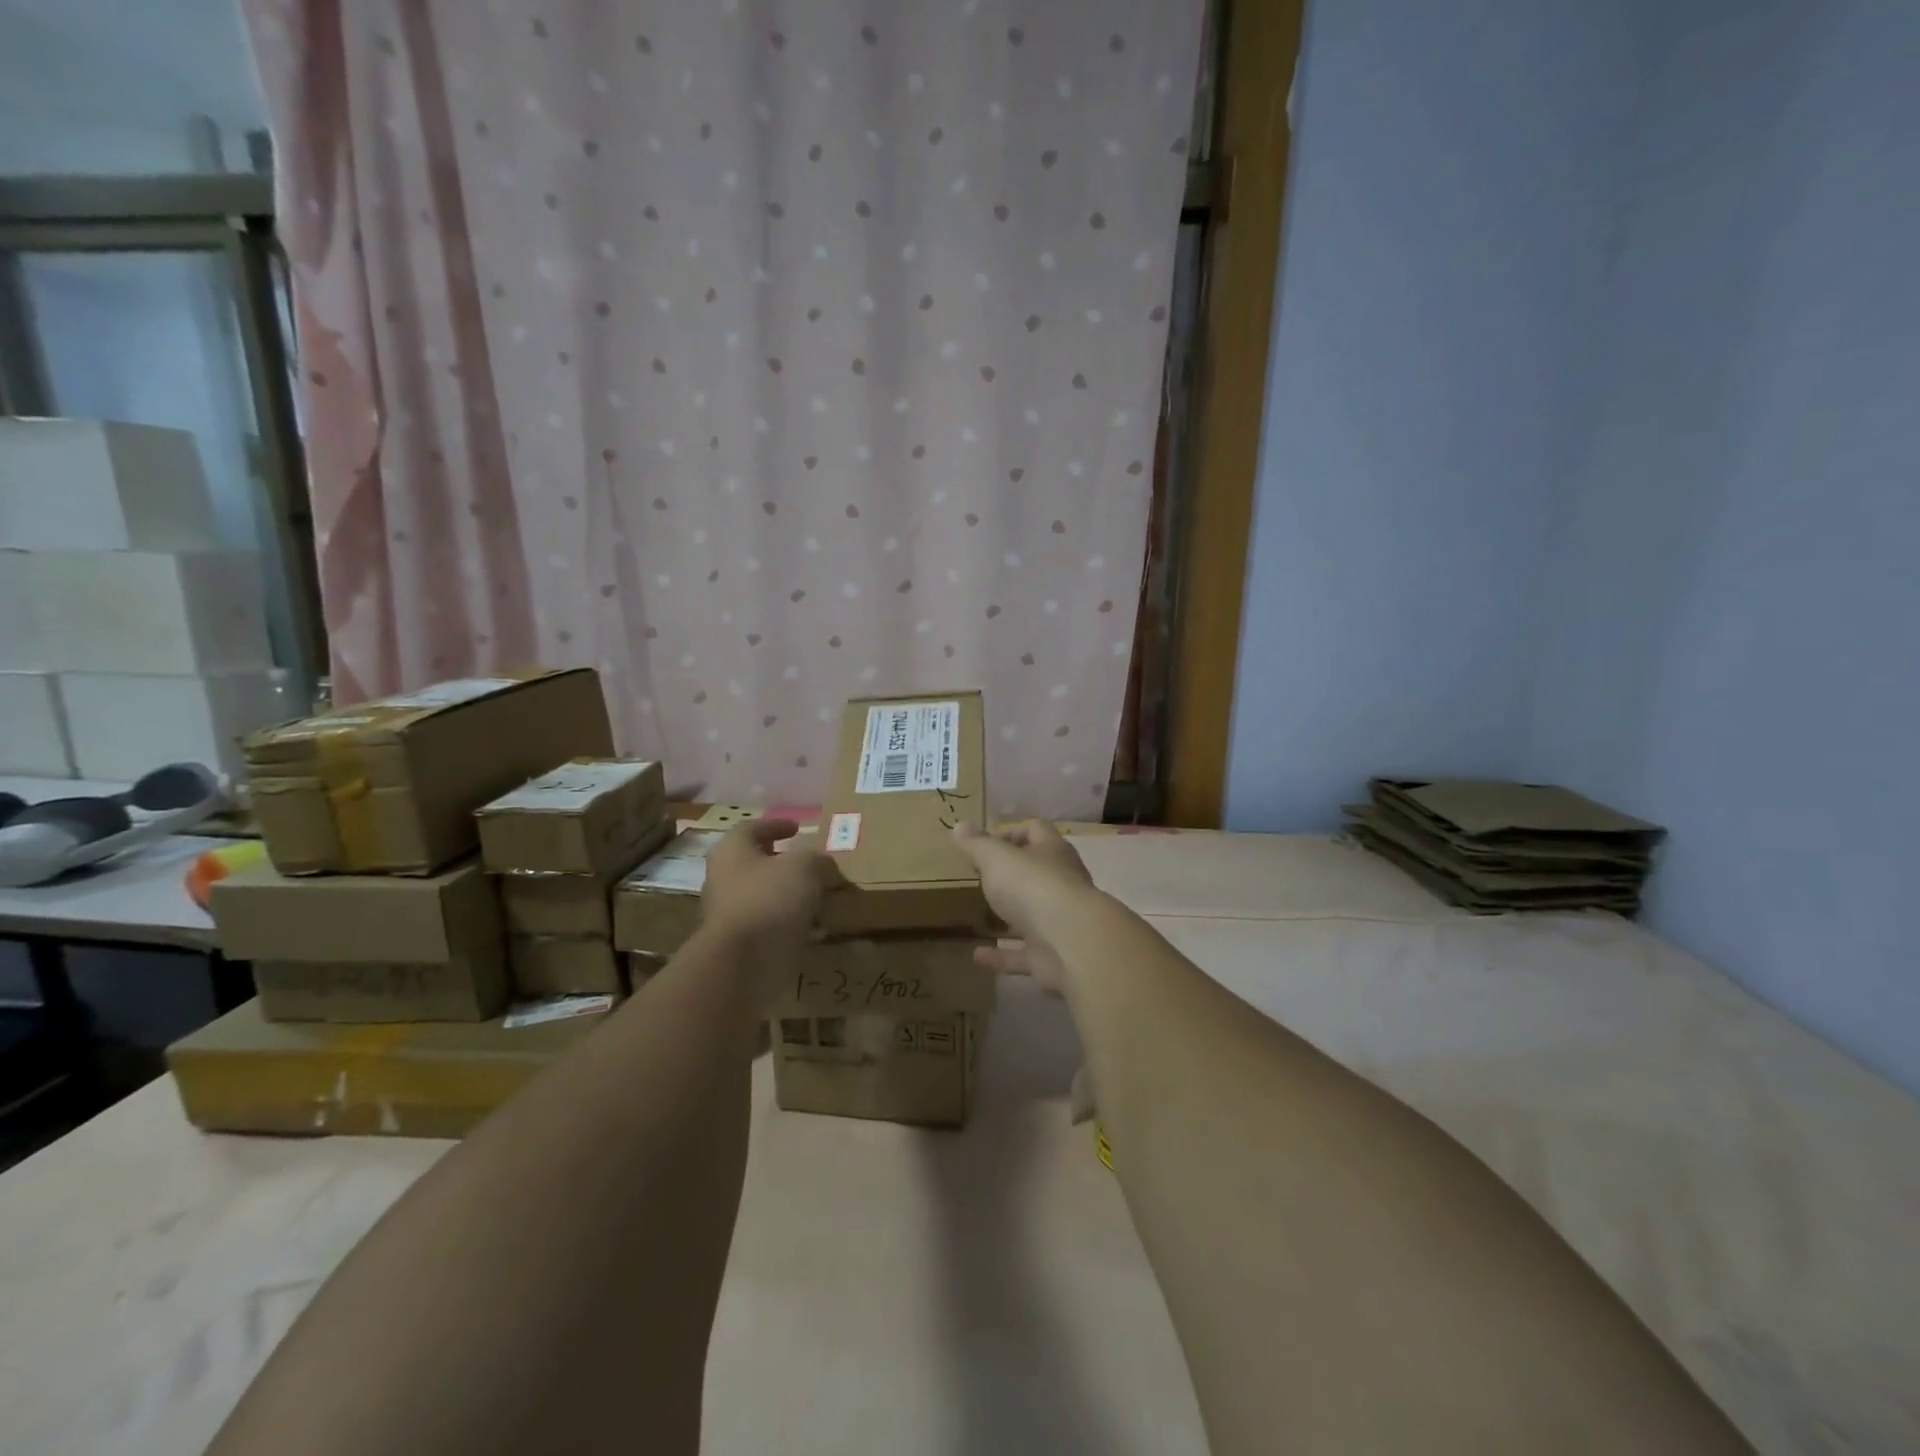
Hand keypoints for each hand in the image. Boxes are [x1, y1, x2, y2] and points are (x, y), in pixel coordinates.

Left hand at [702, 820, 837, 998]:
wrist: (744, 962)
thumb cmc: (770, 898)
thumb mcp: (805, 866)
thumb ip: (818, 860)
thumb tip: (825, 868)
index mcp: (732, 852)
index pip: (751, 828)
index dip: (776, 825)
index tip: (797, 827)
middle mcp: (725, 880)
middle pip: (756, 864)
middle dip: (784, 864)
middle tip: (811, 864)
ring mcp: (731, 914)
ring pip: (765, 897)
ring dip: (791, 896)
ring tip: (821, 897)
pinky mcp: (742, 944)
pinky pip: (771, 927)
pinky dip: (792, 925)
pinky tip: (817, 929)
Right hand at [952, 820, 1094, 992]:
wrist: (1071, 942)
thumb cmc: (1033, 886)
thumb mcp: (996, 858)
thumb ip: (977, 844)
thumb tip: (959, 826)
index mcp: (1052, 852)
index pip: (1035, 831)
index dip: (1010, 833)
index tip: (984, 846)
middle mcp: (1061, 883)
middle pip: (1037, 873)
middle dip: (1011, 876)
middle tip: (980, 880)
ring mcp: (1059, 921)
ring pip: (1032, 915)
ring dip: (1009, 917)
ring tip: (978, 917)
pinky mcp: (1053, 955)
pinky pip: (1023, 953)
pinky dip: (1001, 955)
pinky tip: (977, 956)